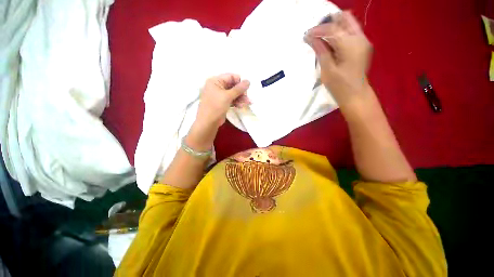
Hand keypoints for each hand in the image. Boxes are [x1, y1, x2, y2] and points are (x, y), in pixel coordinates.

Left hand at [187, 74, 249, 150]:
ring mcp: (220, 95)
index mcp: (215, 81)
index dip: (239, 82)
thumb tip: (248, 81)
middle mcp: (217, 86)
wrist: (208, 122)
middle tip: (247, 98)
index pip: (231, 77)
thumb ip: (238, 89)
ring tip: (247, 103)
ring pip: (233, 94)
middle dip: (241, 92)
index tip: (247, 89)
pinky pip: (232, 100)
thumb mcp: (227, 96)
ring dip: (240, 98)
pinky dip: (237, 102)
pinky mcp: (223, 103)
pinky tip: (241, 106)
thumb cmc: (215, 107)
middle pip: (233, 86)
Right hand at [304, 11, 372, 107]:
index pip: (333, 29)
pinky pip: (350, 32)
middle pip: (345, 18)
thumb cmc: (340, 86)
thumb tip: (310, 38)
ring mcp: (363, 41)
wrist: (355, 95)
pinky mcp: (361, 46)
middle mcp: (360, 38)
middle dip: (329, 22)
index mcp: (351, 45)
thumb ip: (320, 51)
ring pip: (348, 23)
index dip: (318, 30)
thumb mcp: (327, 69)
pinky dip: (339, 33)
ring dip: (334, 27)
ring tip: (320, 37)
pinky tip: (329, 43)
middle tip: (316, 33)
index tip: (306, 35)